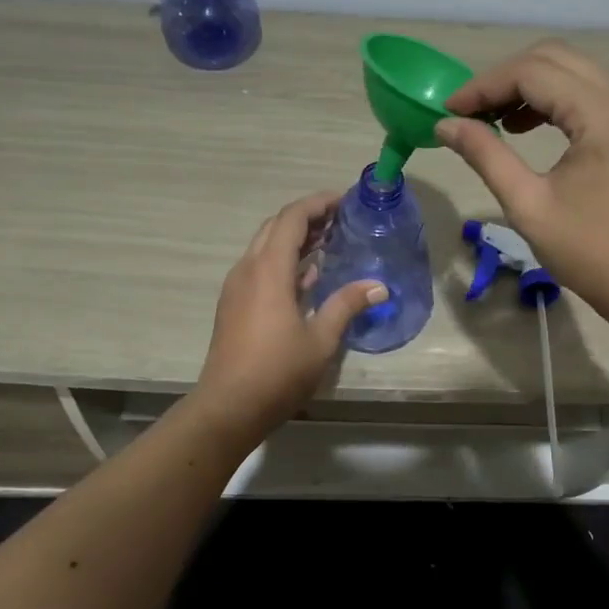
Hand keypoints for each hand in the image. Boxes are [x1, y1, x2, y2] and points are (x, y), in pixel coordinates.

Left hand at [191, 191, 386, 439]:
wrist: (228, 407)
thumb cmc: (277, 372)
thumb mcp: (321, 339)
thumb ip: (347, 305)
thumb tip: (379, 286)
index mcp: (269, 270)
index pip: (292, 218)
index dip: (318, 203)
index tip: (345, 200)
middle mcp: (248, 269)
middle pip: (276, 226)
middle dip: (307, 217)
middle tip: (341, 220)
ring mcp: (236, 287)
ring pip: (265, 246)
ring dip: (294, 238)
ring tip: (329, 242)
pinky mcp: (233, 304)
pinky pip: (259, 267)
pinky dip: (284, 260)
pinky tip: (307, 276)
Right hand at [439, 41, 608, 319]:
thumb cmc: (590, 252)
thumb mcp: (528, 205)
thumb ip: (485, 155)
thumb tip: (445, 125)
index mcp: (604, 112)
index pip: (532, 72)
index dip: (483, 86)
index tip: (448, 111)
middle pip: (554, 58)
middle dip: (504, 80)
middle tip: (468, 114)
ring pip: (572, 70)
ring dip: (529, 86)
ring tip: (492, 121)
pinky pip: (590, 91)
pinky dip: (554, 99)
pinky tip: (527, 126)